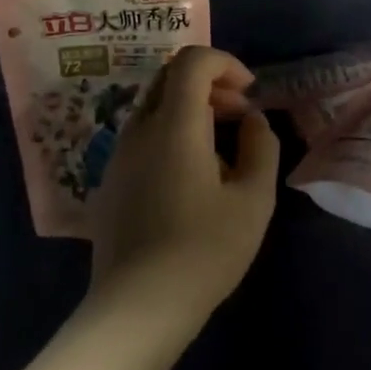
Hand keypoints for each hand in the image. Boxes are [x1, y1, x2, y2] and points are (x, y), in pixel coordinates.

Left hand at [87, 46, 279, 317]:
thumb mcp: (254, 199)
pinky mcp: (110, 181)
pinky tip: (191, 178)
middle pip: (170, 78)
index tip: (249, 94)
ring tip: (221, 149)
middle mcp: (139, 129)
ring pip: (155, 107)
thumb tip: (252, 121)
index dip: (226, 64)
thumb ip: (261, 147)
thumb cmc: (204, 250)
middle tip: (239, 116)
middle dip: (210, 83)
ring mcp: (118, 155)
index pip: (192, 61)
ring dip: (191, 110)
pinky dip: (172, 133)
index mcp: (175, 124)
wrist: (137, 308)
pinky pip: (143, 136)